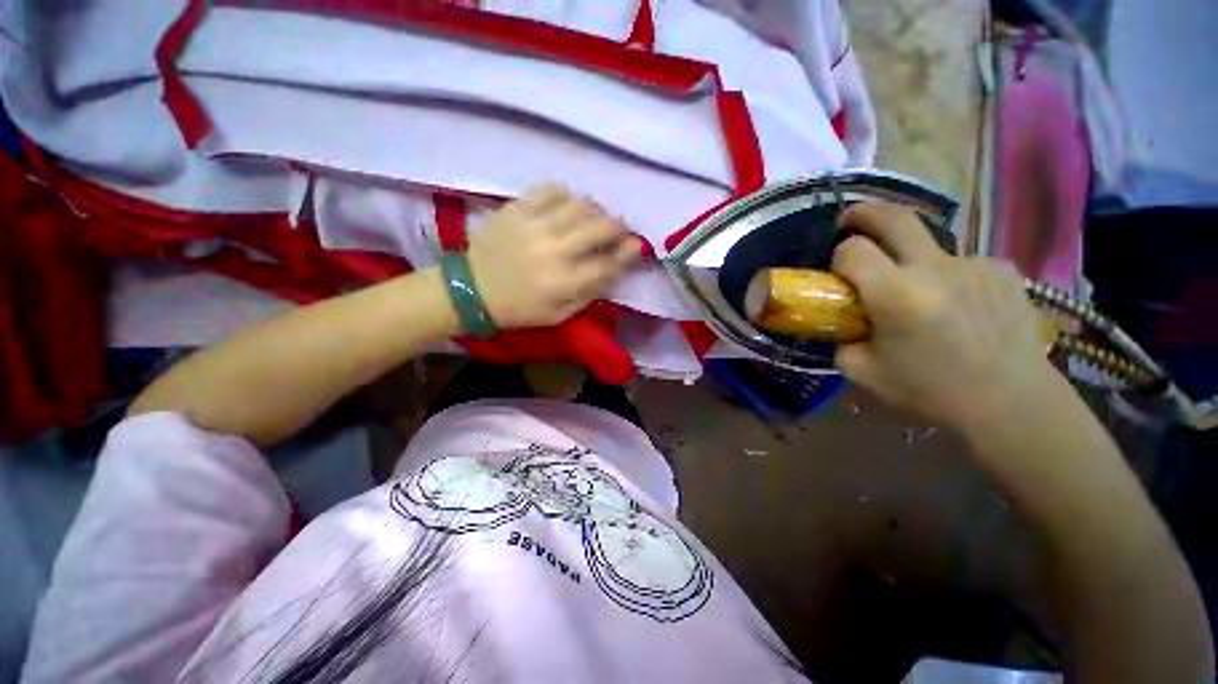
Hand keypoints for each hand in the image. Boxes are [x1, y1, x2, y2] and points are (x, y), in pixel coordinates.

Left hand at [467, 185, 641, 328]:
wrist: (472, 289)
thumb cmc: (520, 308)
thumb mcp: (560, 314)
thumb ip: (589, 292)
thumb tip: (614, 268)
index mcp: (563, 283)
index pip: (608, 263)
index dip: (629, 252)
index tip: (638, 245)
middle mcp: (553, 251)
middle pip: (599, 228)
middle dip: (618, 226)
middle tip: (619, 229)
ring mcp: (534, 226)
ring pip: (579, 204)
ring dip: (596, 209)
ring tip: (595, 216)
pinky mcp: (516, 209)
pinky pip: (550, 189)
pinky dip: (566, 194)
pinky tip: (567, 204)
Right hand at [830, 202, 1055, 428]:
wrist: (1011, 401)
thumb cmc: (931, 390)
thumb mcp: (863, 372)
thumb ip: (841, 340)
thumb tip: (842, 323)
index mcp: (896, 294)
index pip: (852, 250)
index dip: (838, 258)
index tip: (839, 275)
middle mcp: (935, 268)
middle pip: (893, 217)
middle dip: (864, 214)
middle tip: (850, 222)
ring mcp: (974, 264)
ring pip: (928, 246)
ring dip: (910, 261)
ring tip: (919, 297)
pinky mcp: (1002, 270)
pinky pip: (960, 263)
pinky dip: (946, 277)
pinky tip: (956, 306)